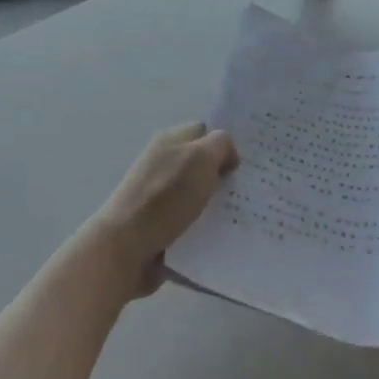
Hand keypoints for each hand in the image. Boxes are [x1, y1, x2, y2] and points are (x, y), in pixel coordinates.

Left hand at [79, 123, 238, 297]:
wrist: (125, 248)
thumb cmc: (165, 197)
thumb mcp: (201, 157)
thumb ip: (221, 145)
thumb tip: (228, 155)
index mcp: (171, 140)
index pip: (206, 131)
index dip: (226, 143)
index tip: (250, 160)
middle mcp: (164, 163)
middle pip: (204, 164)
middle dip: (226, 175)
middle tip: (253, 188)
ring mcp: (161, 196)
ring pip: (201, 194)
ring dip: (219, 204)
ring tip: (245, 215)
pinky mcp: (161, 225)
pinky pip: (193, 221)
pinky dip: (207, 228)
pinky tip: (224, 235)